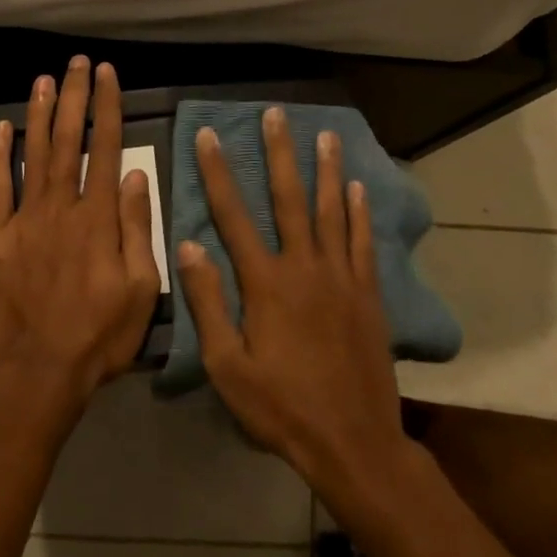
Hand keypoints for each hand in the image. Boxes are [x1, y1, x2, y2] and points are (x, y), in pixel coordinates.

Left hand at [0, 57, 161, 414]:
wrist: (38, 370)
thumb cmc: (99, 335)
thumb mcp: (141, 289)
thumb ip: (138, 229)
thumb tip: (138, 177)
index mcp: (99, 219)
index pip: (107, 149)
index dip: (107, 108)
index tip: (107, 75)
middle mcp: (61, 208)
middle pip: (68, 141)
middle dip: (73, 98)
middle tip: (76, 63)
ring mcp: (24, 220)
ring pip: (33, 155)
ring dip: (39, 114)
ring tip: (43, 79)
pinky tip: (2, 128)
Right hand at [177, 108, 415, 504]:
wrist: (353, 442)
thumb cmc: (281, 407)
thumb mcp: (227, 366)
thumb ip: (208, 303)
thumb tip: (189, 246)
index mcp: (266, 283)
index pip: (234, 215)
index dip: (217, 173)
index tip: (208, 136)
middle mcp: (305, 268)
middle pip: (289, 199)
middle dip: (279, 153)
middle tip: (276, 114)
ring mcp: (341, 278)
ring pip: (331, 211)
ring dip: (327, 170)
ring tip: (325, 134)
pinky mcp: (368, 294)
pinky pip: (362, 242)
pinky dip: (358, 212)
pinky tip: (358, 188)